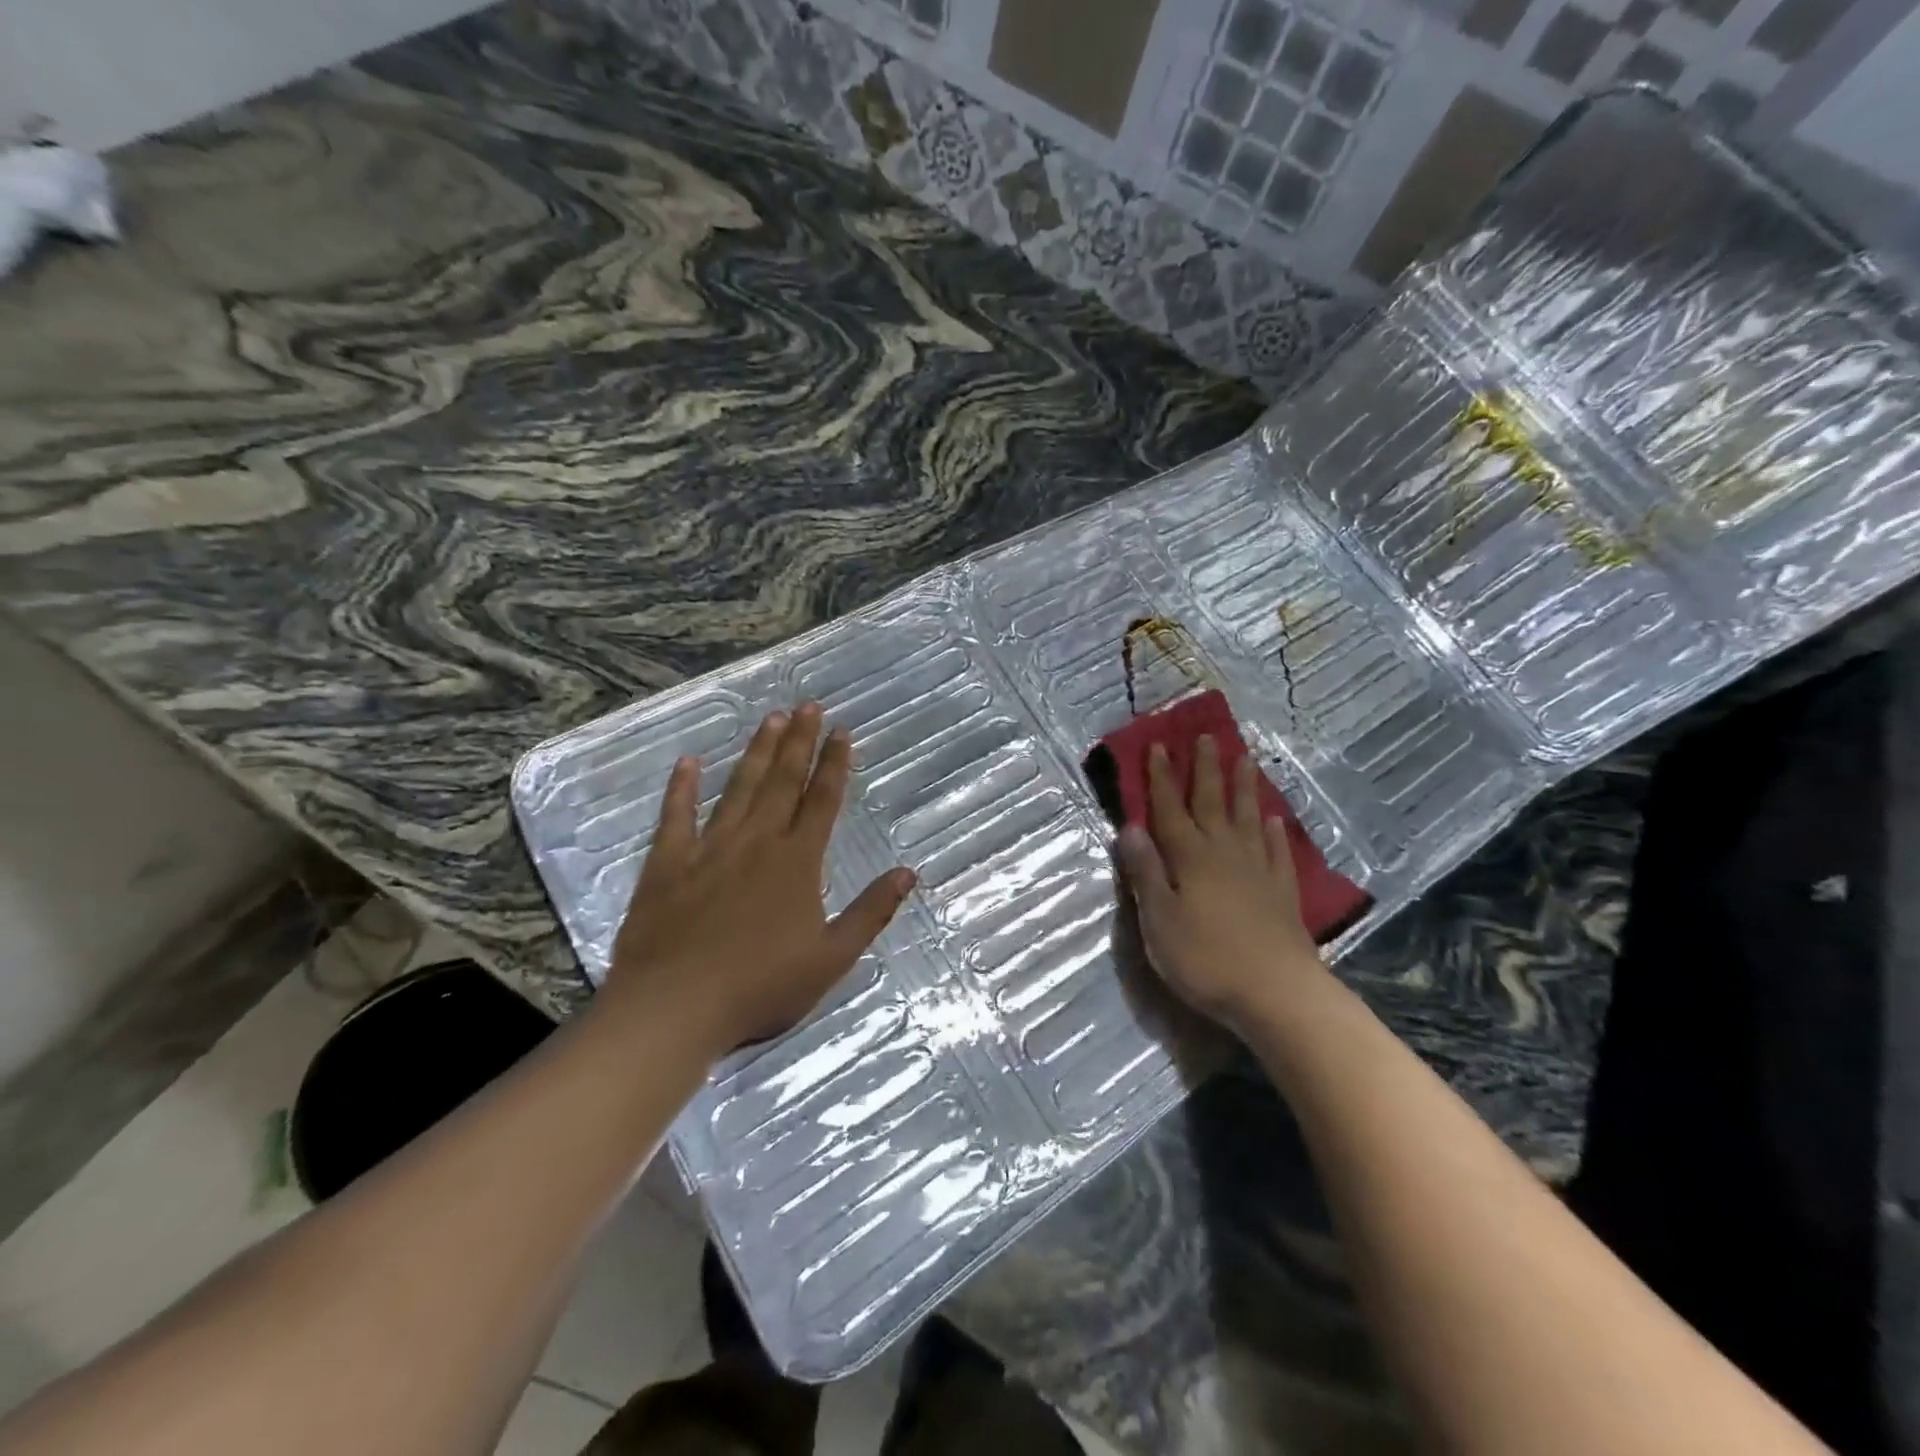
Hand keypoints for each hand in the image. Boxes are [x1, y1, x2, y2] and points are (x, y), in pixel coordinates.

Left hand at [604, 704, 915, 1060]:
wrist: (675, 1007)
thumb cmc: (760, 987)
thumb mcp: (831, 958)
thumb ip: (871, 912)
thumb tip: (909, 872)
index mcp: (797, 862)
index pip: (823, 801)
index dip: (835, 764)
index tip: (843, 731)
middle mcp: (756, 842)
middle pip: (782, 782)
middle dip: (799, 742)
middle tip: (808, 706)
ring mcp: (709, 849)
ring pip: (738, 789)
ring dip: (756, 752)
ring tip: (771, 719)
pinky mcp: (667, 864)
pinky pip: (676, 816)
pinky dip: (681, 788)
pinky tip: (688, 762)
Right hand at [1115, 736, 1327, 1030]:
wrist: (1277, 993)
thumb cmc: (1206, 959)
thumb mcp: (1159, 920)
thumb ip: (1145, 872)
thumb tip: (1129, 827)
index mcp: (1189, 857)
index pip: (1170, 809)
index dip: (1161, 777)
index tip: (1159, 745)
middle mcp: (1224, 852)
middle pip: (1212, 802)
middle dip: (1205, 769)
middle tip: (1206, 736)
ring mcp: (1257, 870)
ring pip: (1247, 818)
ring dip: (1243, 788)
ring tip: (1245, 759)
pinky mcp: (1282, 892)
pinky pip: (1276, 850)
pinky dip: (1272, 832)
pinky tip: (1272, 819)